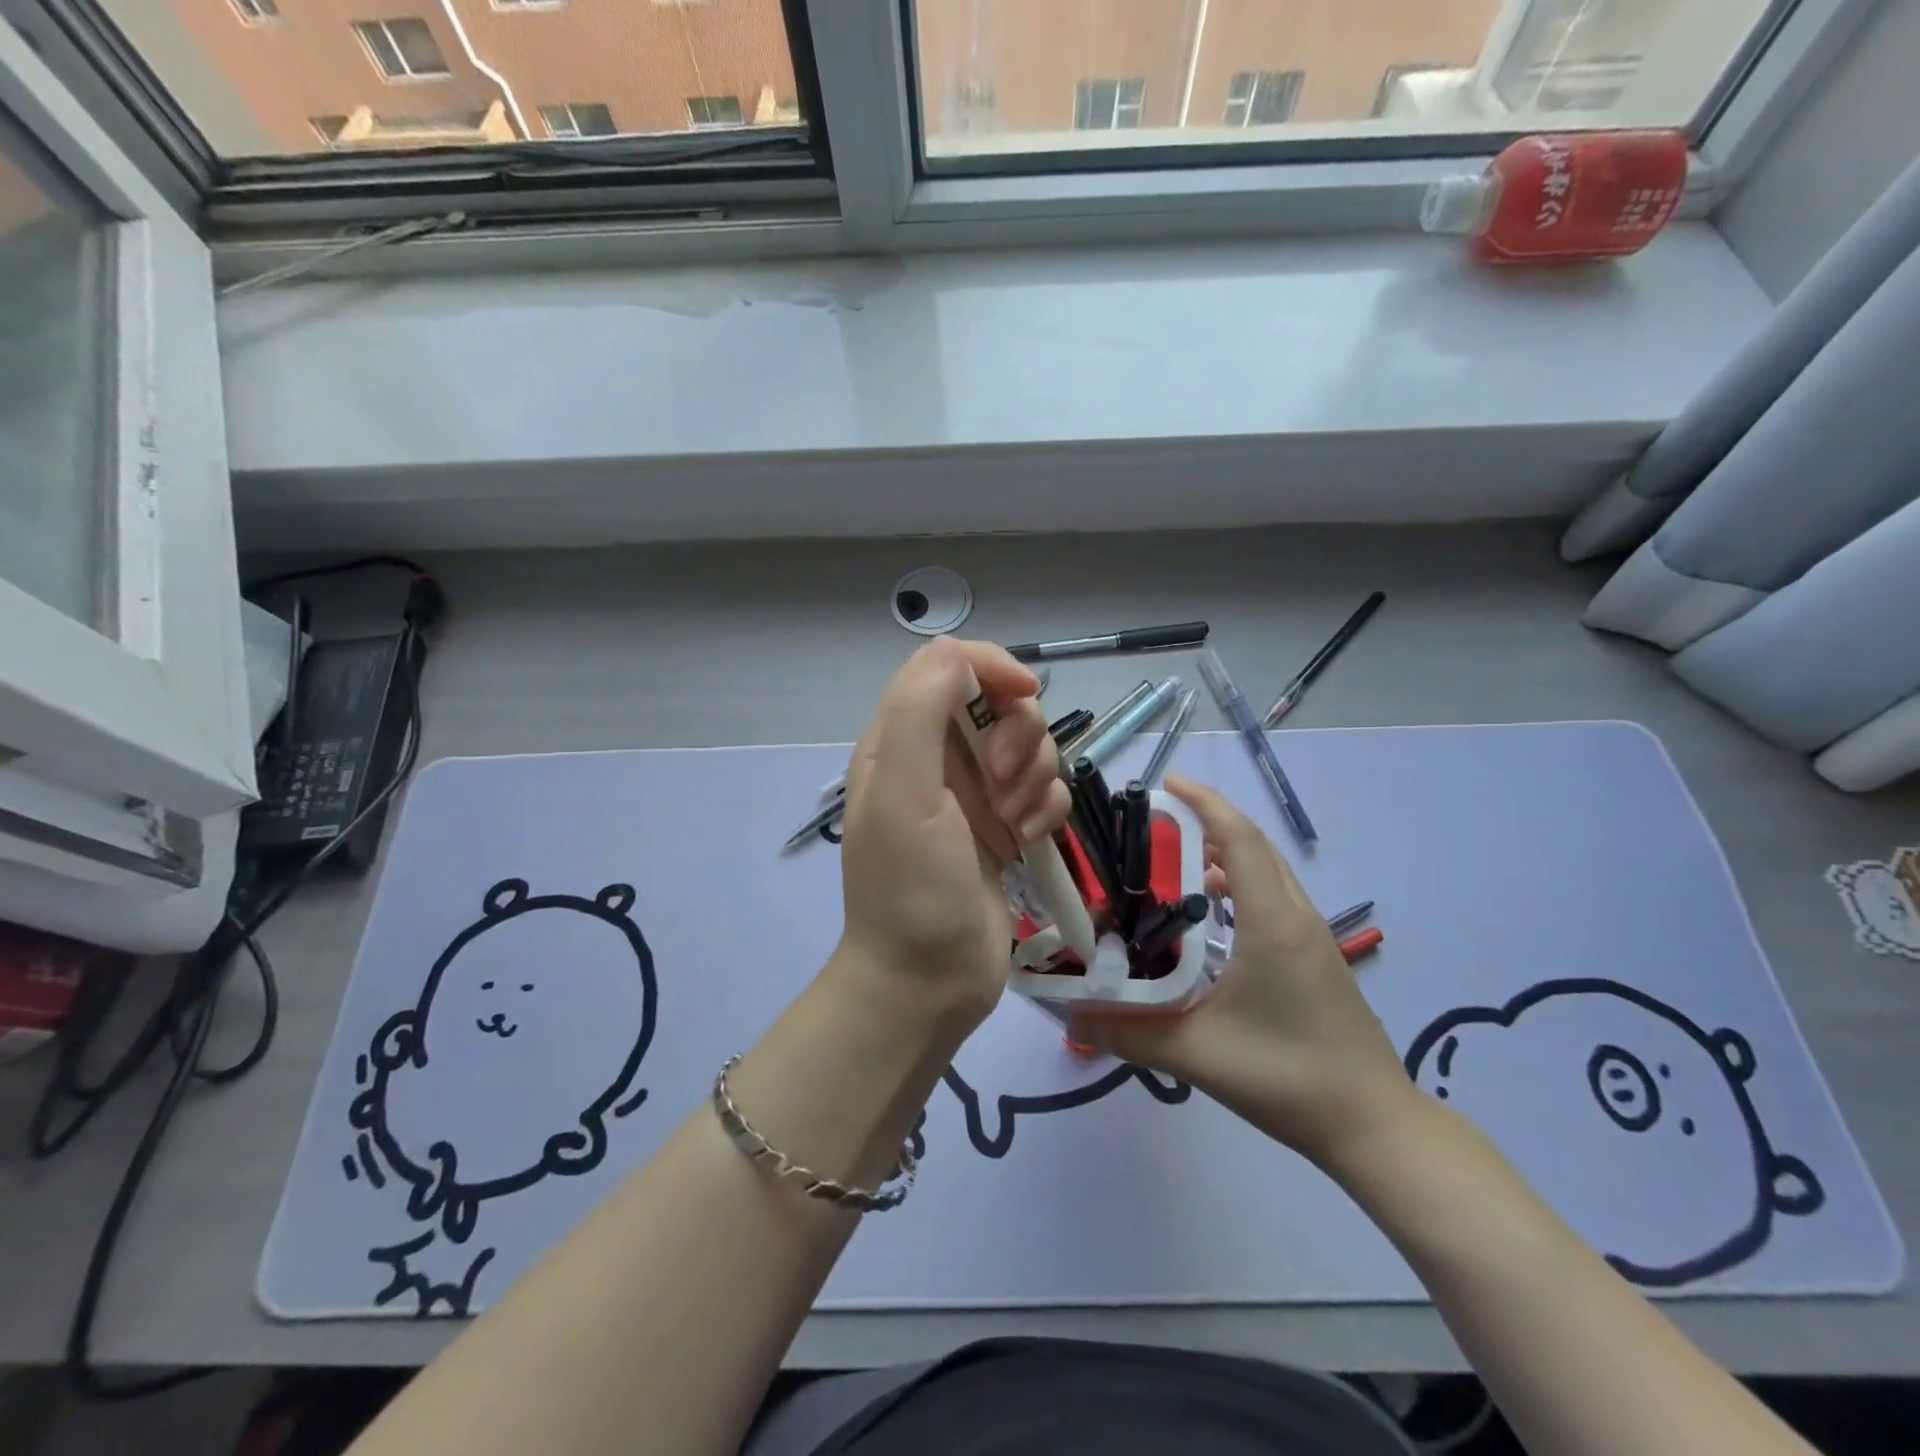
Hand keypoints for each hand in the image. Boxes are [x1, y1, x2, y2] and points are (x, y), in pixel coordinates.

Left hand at [836, 638, 1071, 1031]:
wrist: (929, 982)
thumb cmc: (911, 888)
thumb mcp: (904, 794)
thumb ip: (919, 711)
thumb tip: (955, 650)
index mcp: (900, 739)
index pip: (947, 665)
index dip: (991, 667)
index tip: (1025, 695)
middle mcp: (936, 757)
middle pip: (999, 703)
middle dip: (1017, 738)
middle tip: (1003, 785)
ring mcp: (973, 793)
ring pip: (1030, 746)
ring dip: (1035, 779)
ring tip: (1014, 825)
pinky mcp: (1004, 825)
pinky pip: (1044, 791)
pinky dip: (1045, 810)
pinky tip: (1029, 842)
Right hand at [1070, 775, 1416, 1169]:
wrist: (1374, 1127)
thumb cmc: (1287, 1078)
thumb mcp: (1198, 1054)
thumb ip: (1129, 1033)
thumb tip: (1071, 1018)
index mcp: (1272, 923)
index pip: (1240, 839)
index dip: (1205, 803)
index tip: (1167, 783)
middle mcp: (1296, 917)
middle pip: (1254, 846)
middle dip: (1208, 822)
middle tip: (1157, 824)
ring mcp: (1313, 938)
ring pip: (1269, 872)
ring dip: (1226, 853)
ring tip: (1176, 862)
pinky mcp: (1317, 959)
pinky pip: (1276, 897)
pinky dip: (1242, 883)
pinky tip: (1214, 916)